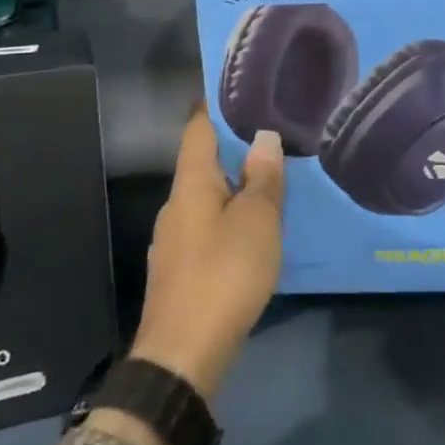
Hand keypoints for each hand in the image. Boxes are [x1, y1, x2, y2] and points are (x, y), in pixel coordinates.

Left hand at [128, 110, 284, 399]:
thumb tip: (264, 137)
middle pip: (202, 164)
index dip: (213, 106)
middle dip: (232, 148)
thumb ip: (263, 179)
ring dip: (233, 187)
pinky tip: (252, 231)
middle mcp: (175, 206)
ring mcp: (173, 241)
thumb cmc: (224, 275)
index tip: (236, 88)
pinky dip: (228, 219)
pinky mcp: (180, 271)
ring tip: (269, 181)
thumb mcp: (256, 222)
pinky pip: (207, 228)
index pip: (197, 129)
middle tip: (271, 135)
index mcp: (190, 185)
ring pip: (206, 199)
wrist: (182, 356)